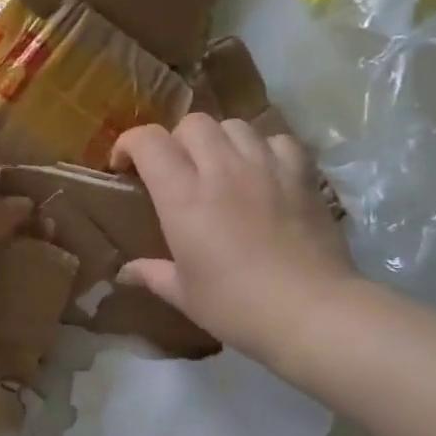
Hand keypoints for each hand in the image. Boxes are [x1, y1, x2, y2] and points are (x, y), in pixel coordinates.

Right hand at [112, 114, 354, 359]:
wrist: (311, 312)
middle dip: (177, 140)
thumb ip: (152, 274)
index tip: (125, 166)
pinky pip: (278, 140)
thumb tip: (124, 273)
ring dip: (220, 140)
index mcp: (183, 196)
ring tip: (221, 167)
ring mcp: (265, 167)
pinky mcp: (301, 174)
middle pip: (192, 123)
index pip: (148, 141)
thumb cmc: (237, 306)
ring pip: (235, 125)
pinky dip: (265, 149)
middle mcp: (222, 169)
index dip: (130, 144)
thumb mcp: (185, 295)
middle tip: (178, 170)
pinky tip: (264, 172)